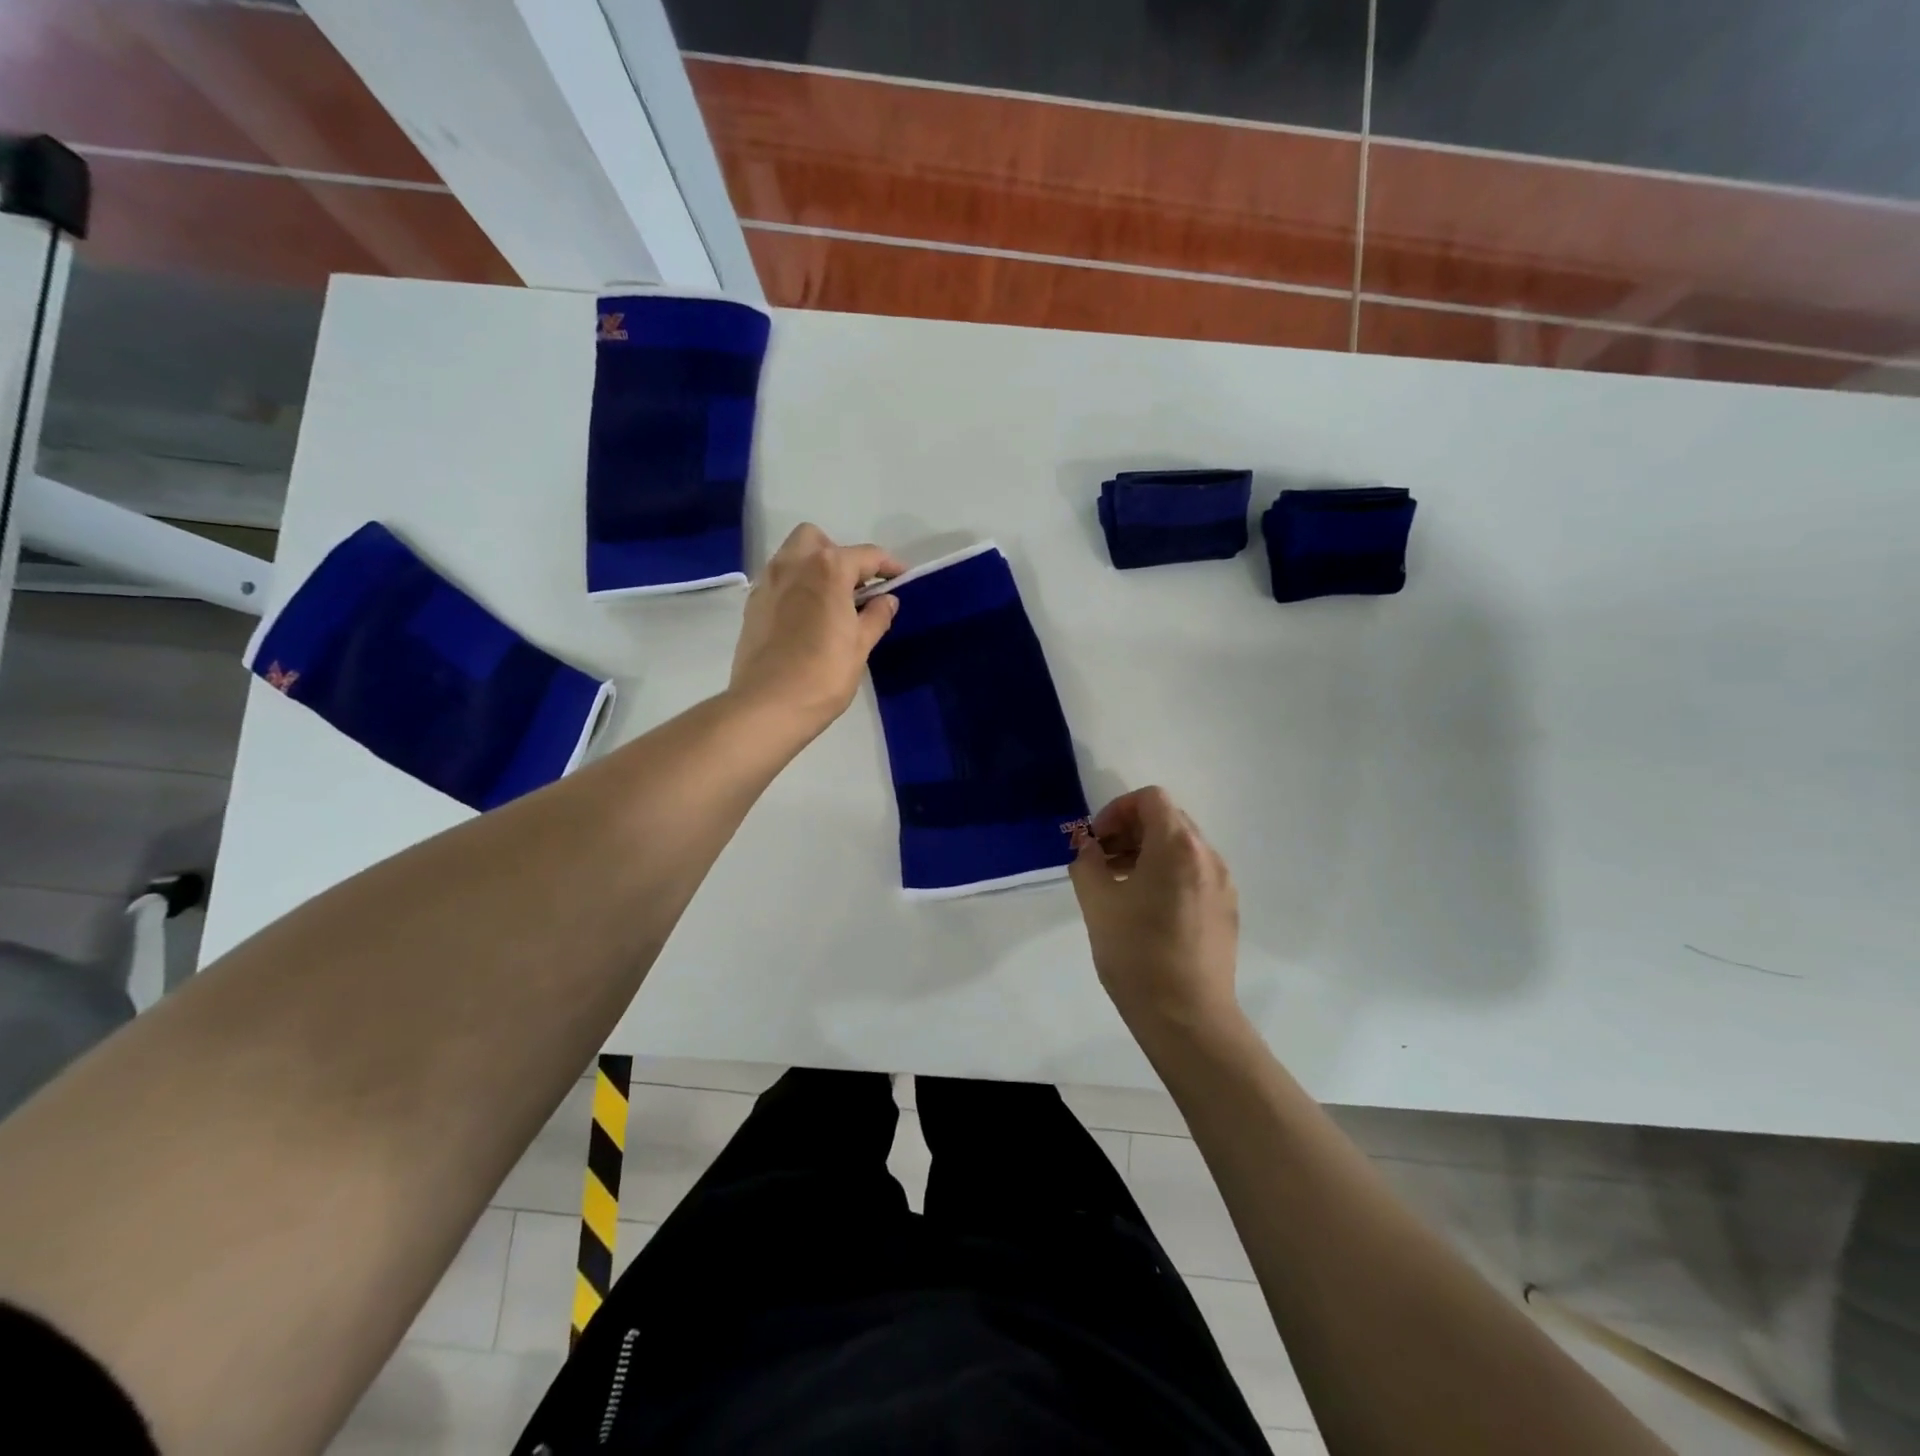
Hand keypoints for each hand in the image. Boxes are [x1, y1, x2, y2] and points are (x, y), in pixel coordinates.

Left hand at [729, 524, 904, 739]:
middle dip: (839, 554)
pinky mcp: (753, 604)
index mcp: (827, 569)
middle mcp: (794, 565)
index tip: (901, 577)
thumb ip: (876, 617)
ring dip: (814, 567)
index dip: (888, 565)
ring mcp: (768, 583)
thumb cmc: (823, 675)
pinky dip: (795, 587)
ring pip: (792, 556)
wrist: (767, 705)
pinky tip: (806, 618)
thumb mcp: (860, 647)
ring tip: (831, 602)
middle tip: (855, 587)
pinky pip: (778, 580)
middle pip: (818, 540)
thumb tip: (887, 600)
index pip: (866, 555)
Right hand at [1069, 787, 1241, 1040]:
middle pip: (1168, 820)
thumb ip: (1087, 862)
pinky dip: (1167, 874)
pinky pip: (1195, 874)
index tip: (1097, 840)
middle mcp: (1208, 857)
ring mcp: (1222, 885)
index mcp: (1177, 846)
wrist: (1188, 1018)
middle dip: (1131, 831)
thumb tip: (1088, 847)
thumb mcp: (1097, 902)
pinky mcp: (1227, 911)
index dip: (1118, 810)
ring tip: (1120, 886)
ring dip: (1148, 853)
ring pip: (1182, 848)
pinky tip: (1146, 910)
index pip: (1150, 799)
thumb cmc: (1137, 954)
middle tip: (1102, 860)